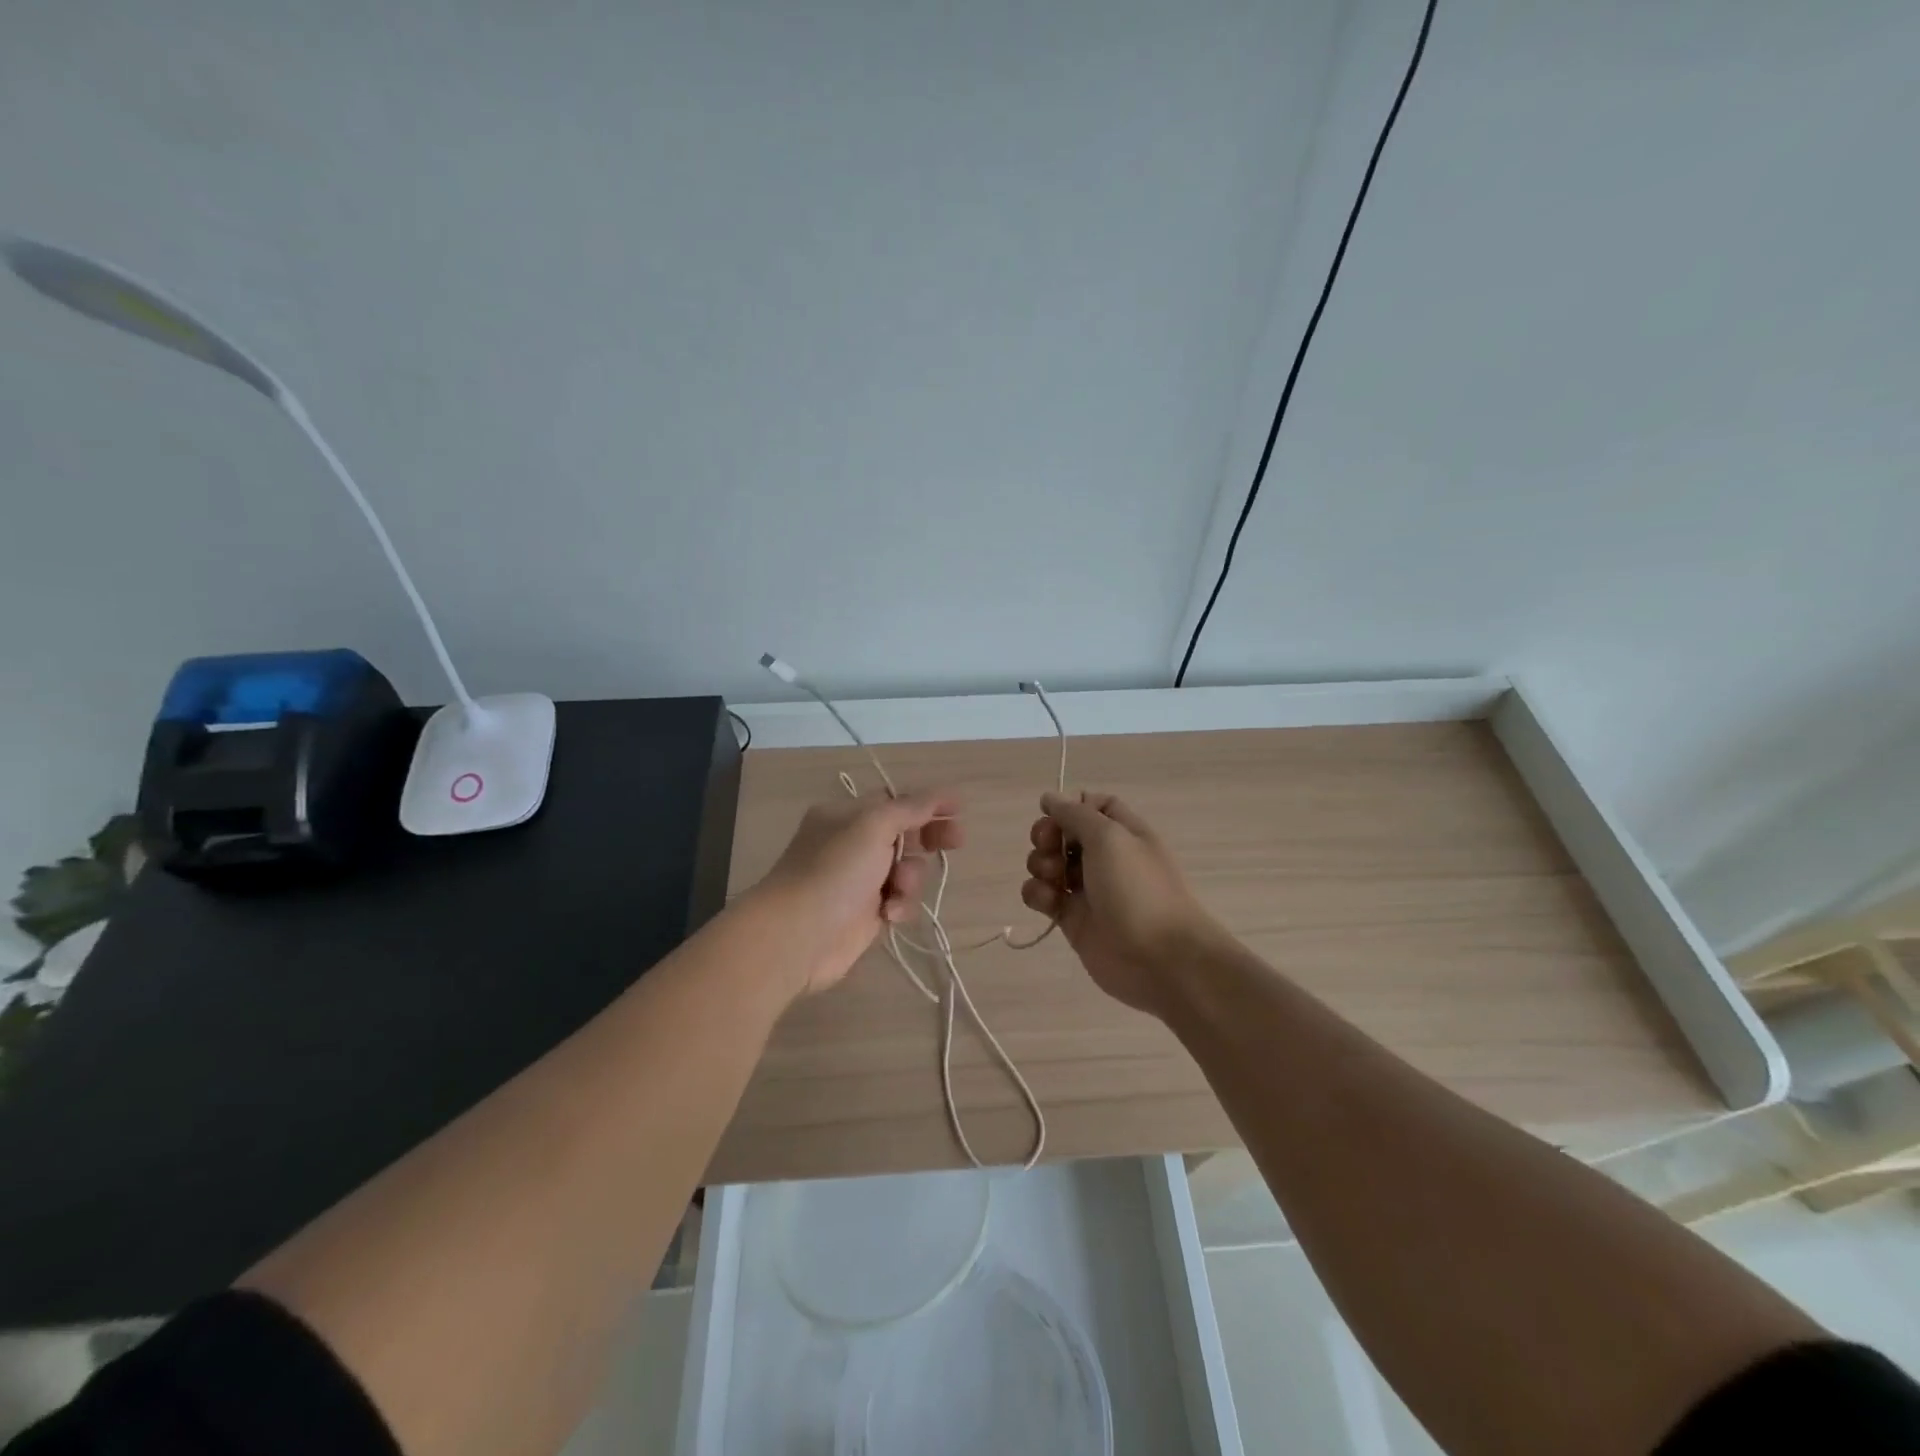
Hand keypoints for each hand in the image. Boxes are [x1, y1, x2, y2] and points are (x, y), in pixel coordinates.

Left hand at [754, 791, 962, 997]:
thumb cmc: (834, 871)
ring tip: (898, 888)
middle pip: (904, 834)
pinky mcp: (867, 913)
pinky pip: (900, 901)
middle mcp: (853, 844)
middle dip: (929, 838)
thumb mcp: (873, 826)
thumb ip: (911, 808)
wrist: (798, 935)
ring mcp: (860, 880)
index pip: (895, 802)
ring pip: (907, 870)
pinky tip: (889, 914)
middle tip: (956, 841)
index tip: (958, 810)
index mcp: (847, 816)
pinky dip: (900, 905)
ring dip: (911, 878)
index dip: (927, 804)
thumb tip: (942, 795)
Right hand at [1021, 790, 1223, 1018]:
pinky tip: (1047, 901)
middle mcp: (1105, 858)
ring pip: (1049, 864)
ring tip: (1052, 878)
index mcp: (1123, 832)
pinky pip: (1044, 897)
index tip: (1056, 815)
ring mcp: (1088, 890)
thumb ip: (1075, 814)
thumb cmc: (1138, 890)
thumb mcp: (1109, 837)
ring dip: (1040, 864)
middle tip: (1048, 847)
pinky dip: (1037, 894)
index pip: (1093, 805)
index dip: (1071, 806)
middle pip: (1064, 834)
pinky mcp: (1073, 919)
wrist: (1161, 960)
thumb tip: (1049, 797)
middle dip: (1047, 836)